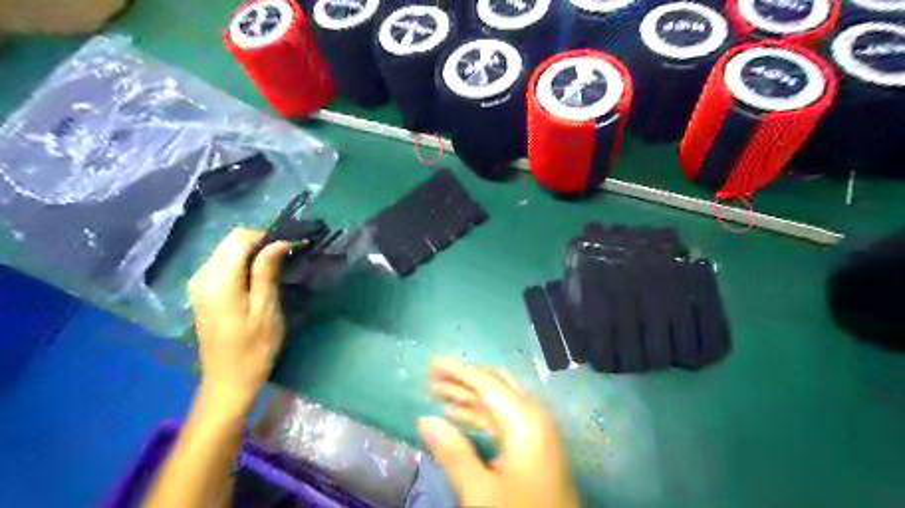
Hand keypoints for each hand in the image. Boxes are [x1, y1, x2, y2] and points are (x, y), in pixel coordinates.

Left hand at [188, 228, 294, 415]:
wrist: (228, 382)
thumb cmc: (254, 349)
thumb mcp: (266, 310)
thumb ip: (267, 272)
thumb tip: (279, 242)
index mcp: (218, 280)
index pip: (240, 238)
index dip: (269, 235)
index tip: (296, 244)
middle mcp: (202, 276)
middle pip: (232, 242)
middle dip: (263, 241)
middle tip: (291, 252)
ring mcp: (199, 285)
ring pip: (228, 251)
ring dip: (255, 251)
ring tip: (281, 262)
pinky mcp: (204, 293)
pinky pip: (224, 264)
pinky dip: (245, 262)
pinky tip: (262, 275)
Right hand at [418, 356, 578, 507]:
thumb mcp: (482, 493)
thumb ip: (453, 453)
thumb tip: (424, 420)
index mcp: (526, 421)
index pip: (487, 383)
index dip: (458, 371)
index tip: (432, 363)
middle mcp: (534, 416)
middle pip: (494, 386)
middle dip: (462, 380)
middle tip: (431, 377)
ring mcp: (536, 430)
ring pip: (498, 401)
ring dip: (468, 396)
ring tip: (437, 393)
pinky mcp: (534, 445)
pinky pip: (503, 419)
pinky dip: (480, 414)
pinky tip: (457, 416)